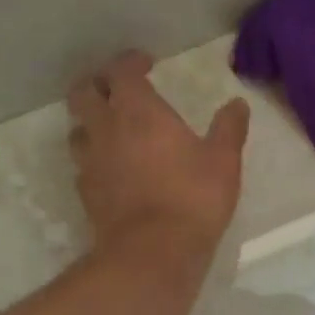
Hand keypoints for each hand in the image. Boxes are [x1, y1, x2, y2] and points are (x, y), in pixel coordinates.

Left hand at [67, 51, 249, 260]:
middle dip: (97, 84)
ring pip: (77, 129)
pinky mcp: (86, 193)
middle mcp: (106, 129)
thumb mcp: (223, 161)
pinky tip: (111, 170)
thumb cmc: (193, 198)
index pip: (121, 71)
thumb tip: (237, 104)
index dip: (130, 62)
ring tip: (111, 129)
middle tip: (117, 90)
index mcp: (138, 111)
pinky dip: (94, 159)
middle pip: (83, 93)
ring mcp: (90, 162)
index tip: (145, 63)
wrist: (153, 252)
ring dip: (90, 122)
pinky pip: (83, 165)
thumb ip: (229, 128)